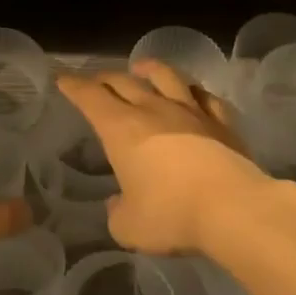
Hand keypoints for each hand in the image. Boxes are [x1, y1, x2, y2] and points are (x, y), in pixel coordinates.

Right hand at [53, 60, 267, 255]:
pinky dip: (194, 92)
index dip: (74, 86)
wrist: (232, 208)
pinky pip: (206, 97)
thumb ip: (117, 211)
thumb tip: (119, 202)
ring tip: (142, 67)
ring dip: (150, 69)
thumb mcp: (128, 227)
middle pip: (124, 82)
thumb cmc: (170, 215)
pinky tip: (194, 93)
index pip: (90, 97)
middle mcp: (153, 110)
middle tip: (97, 80)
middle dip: (104, 78)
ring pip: (167, 77)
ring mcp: (191, 112)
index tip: (63, 78)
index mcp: (121, 129)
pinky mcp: (223, 122)